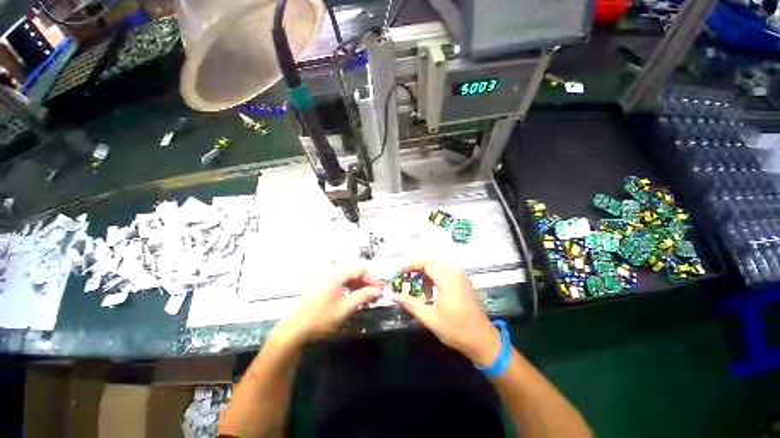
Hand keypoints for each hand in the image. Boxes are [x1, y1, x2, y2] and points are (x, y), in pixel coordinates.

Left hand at [273, 263, 382, 345]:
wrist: (294, 330)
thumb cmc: (320, 319)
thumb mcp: (344, 308)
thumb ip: (363, 296)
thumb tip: (379, 290)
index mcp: (337, 273)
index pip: (362, 267)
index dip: (375, 276)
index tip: (383, 287)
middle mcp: (333, 270)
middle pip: (357, 267)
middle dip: (370, 278)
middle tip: (378, 291)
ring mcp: (328, 275)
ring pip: (351, 273)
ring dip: (362, 282)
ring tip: (371, 294)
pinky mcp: (326, 282)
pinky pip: (344, 278)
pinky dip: (354, 285)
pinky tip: (359, 294)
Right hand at [393, 258, 501, 366]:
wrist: (483, 341)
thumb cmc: (456, 329)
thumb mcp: (429, 318)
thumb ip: (410, 303)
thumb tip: (393, 295)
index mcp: (448, 279)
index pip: (426, 263)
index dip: (411, 264)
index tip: (399, 271)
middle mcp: (455, 273)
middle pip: (432, 261)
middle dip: (416, 266)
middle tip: (404, 276)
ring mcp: (461, 277)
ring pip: (439, 266)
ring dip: (425, 272)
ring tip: (415, 285)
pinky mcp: (463, 283)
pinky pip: (445, 272)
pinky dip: (434, 276)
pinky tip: (429, 291)